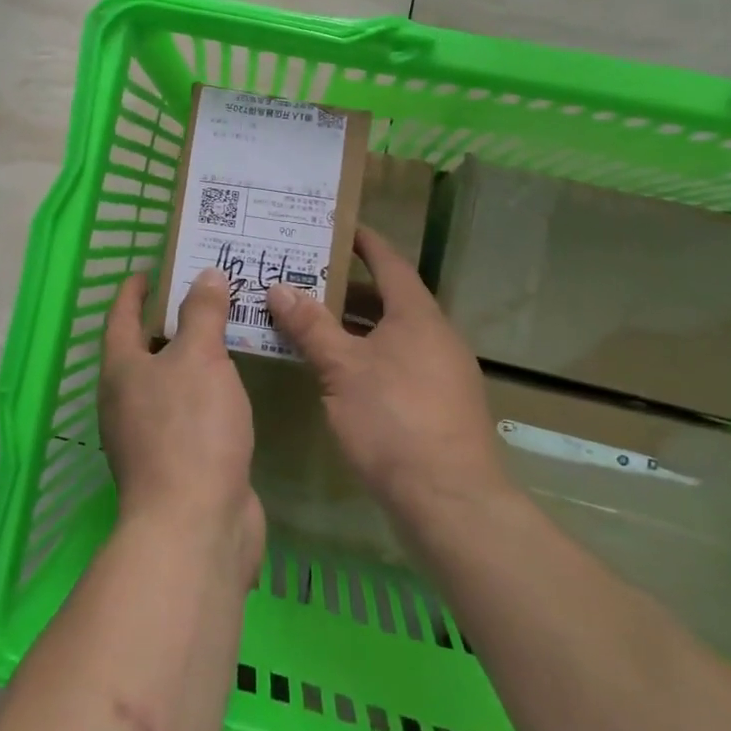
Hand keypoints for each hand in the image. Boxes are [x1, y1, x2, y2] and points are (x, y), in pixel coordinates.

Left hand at [102, 269, 264, 576]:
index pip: (120, 315)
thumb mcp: (199, 357)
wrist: (196, 527)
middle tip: (205, 292)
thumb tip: (205, 275)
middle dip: (171, 319)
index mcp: (121, 370)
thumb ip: (202, 313)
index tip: (152, 268)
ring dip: (193, 355)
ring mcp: (150, 435)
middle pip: (145, 348)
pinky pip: (191, 411)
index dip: (134, 289)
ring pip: (171, 381)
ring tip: (226, 330)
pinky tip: (234, 382)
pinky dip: (208, 389)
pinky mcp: (179, 462)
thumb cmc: (190, 429)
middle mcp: (127, 400)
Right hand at [265, 226, 508, 531]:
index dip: (363, 242)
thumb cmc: (394, 420)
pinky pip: (399, 361)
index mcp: (417, 315)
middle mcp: (436, 336)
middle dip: (348, 288)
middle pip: (389, 298)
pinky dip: (368, 354)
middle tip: (305, 278)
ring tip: (312, 321)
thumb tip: (279, 287)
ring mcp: (443, 372)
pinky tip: (339, 372)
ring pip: (393, 333)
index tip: (335, 228)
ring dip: (356, 325)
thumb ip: (311, 326)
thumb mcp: (342, 369)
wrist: (451, 503)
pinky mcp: (440, 405)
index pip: (389, 262)